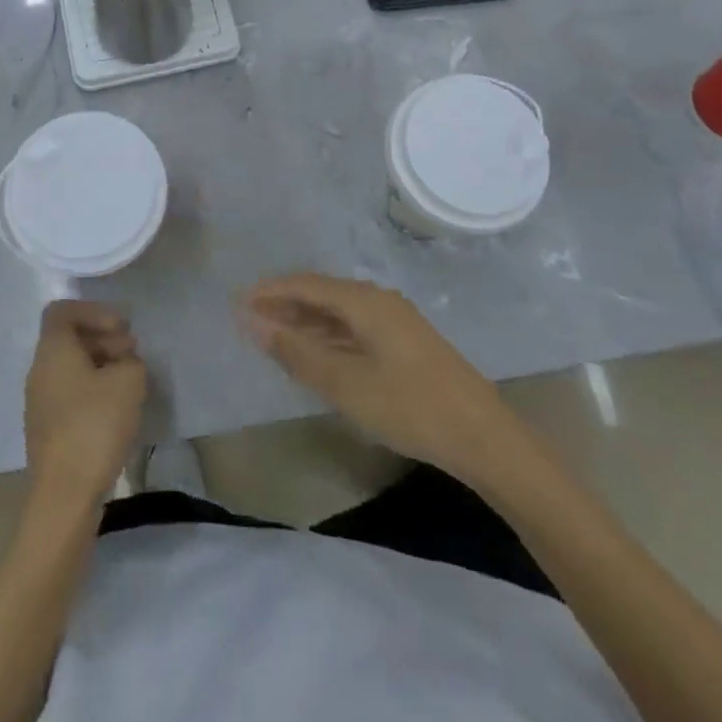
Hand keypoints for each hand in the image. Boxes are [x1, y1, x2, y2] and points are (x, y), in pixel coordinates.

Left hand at [24, 300, 147, 508]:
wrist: (65, 497)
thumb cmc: (94, 427)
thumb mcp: (129, 381)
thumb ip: (131, 361)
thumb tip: (123, 364)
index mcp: (52, 351)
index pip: (62, 310)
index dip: (94, 311)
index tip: (121, 328)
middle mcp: (39, 370)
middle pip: (68, 338)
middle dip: (103, 338)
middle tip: (132, 353)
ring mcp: (40, 402)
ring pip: (70, 367)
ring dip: (101, 365)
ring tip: (130, 382)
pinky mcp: (48, 429)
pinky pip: (70, 393)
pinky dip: (93, 390)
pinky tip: (117, 409)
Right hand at [239, 273, 507, 480]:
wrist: (483, 436)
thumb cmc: (410, 406)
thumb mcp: (346, 383)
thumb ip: (298, 353)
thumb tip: (254, 324)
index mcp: (365, 301)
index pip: (306, 285)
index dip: (271, 291)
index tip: (238, 300)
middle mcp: (378, 301)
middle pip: (322, 294)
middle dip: (285, 304)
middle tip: (250, 318)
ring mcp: (395, 321)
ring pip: (339, 312)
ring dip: (306, 321)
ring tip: (274, 334)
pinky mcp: (404, 344)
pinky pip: (354, 328)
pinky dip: (328, 336)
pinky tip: (316, 353)